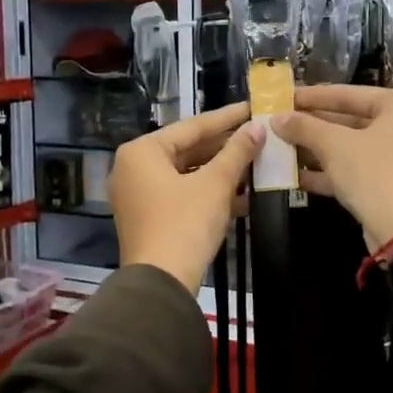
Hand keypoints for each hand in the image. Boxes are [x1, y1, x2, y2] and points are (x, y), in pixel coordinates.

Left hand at [113, 104, 263, 290]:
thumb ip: (237, 152)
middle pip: (188, 149)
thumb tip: (259, 127)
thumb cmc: (184, 224)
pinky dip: (208, 193)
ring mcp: (138, 194)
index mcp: (142, 151)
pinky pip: (181, 194)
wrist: (160, 284)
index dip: (227, 118)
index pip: (192, 126)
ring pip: (186, 174)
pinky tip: (242, 196)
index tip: (253, 107)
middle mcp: (133, 167)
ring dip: (221, 172)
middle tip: (258, 135)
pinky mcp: (148, 218)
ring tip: (256, 163)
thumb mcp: (216, 184)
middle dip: (225, 147)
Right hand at [274, 86, 392, 250]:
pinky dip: (332, 172)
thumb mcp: (334, 145)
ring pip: (354, 148)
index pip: (350, 94)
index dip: (313, 96)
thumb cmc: (375, 173)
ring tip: (283, 148)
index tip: (285, 97)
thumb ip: (304, 127)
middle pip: (353, 121)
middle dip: (314, 126)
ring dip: (318, 150)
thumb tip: (276, 119)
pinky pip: (360, 170)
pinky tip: (297, 177)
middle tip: (282, 123)